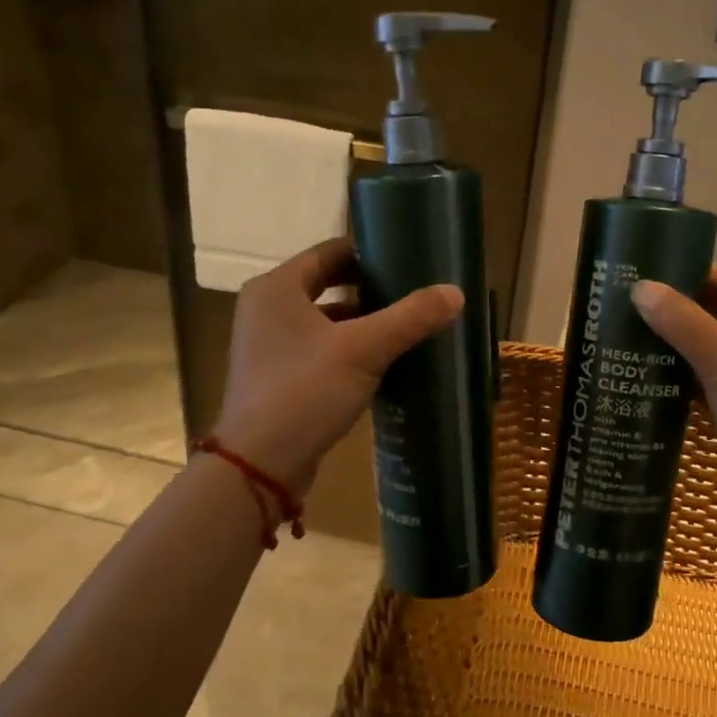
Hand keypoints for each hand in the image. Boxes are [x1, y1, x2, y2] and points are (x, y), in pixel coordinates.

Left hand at [212, 237, 462, 495]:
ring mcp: (267, 346)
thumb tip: (456, 292)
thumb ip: (410, 317)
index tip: (406, 259)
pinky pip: (318, 351)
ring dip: (360, 323)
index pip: (328, 252)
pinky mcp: (276, 379)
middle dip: (369, 290)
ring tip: (404, 327)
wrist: (260, 464)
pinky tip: (380, 364)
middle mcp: (265, 310)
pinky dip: (347, 351)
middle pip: (326, 285)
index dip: (368, 253)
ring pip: (323, 321)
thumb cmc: (305, 391)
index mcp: (276, 288)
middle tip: (412, 293)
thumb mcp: (364, 349)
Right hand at [631, 268, 716, 536]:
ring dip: (682, 343)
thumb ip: (686, 324)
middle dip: (684, 311)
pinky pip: (714, 381)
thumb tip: (640, 288)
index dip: (697, 276)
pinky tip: (650, 373)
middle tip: (634, 303)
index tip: (652, 272)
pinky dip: (686, 376)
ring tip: (634, 332)